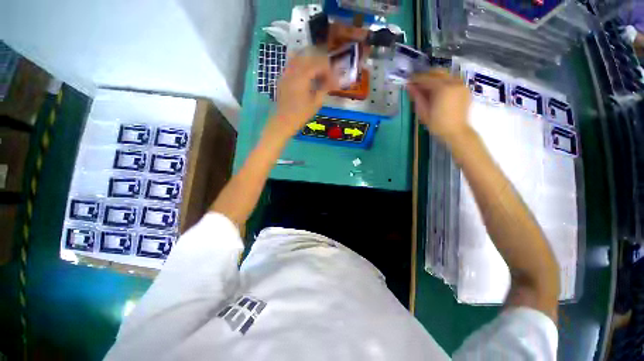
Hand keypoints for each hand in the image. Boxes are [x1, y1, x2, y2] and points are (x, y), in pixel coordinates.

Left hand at [268, 53, 337, 139]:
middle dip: (320, 62)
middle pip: (309, 56)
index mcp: (303, 76)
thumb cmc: (301, 115)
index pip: (319, 64)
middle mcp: (293, 70)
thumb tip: (333, 81)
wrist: (283, 121)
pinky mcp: (282, 78)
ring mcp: (286, 73)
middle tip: (327, 73)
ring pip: (299, 57)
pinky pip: (291, 64)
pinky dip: (300, 65)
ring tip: (317, 71)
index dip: (328, 70)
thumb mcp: (316, 103)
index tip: (334, 79)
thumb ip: (325, 88)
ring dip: (310, 61)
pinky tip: (305, 74)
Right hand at [407, 70, 471, 142]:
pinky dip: (444, 82)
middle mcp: (453, 82)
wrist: (456, 131)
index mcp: (442, 88)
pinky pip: (453, 80)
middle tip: (417, 83)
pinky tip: (438, 91)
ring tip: (427, 87)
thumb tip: (409, 86)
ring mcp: (461, 85)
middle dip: (426, 76)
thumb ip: (417, 97)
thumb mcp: (424, 111)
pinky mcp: (465, 89)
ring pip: (446, 75)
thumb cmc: (437, 124)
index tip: (408, 80)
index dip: (416, 79)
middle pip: (437, 73)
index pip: (426, 78)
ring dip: (435, 78)